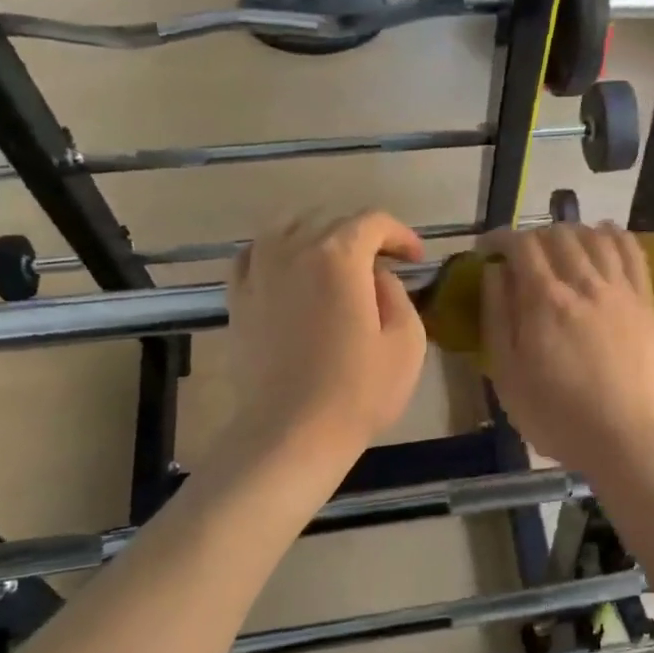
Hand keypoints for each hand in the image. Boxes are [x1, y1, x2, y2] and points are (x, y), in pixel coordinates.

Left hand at [225, 211, 427, 467]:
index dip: (401, 234)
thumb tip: (376, 277)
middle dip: (363, 235)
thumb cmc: (359, 390)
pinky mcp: (237, 298)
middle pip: (331, 220)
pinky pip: (253, 254)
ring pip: (286, 227)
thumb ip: (396, 293)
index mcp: (339, 256)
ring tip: (334, 260)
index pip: (373, 222)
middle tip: (384, 264)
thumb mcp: (407, 340)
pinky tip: (287, 269)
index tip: (416, 260)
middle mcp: (293, 250)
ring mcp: (259, 272)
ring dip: (317, 234)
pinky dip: (275, 251)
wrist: (293, 432)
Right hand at [480, 223, 653, 478]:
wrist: (627, 438)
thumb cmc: (557, 416)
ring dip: (571, 231)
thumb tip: (494, 272)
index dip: (500, 237)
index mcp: (544, 301)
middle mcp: (583, 283)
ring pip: (595, 237)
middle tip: (522, 255)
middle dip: (534, 236)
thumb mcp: (508, 375)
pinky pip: (632, 252)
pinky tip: (604, 236)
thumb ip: (498, 318)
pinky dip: (614, 235)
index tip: (487, 248)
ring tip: (560, 245)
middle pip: (558, 235)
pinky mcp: (646, 302)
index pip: (521, 245)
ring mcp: (620, 290)